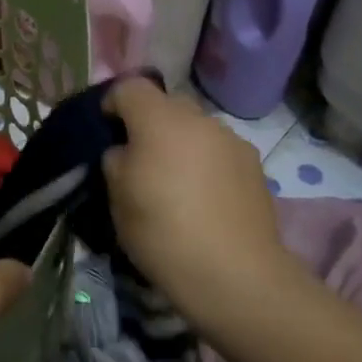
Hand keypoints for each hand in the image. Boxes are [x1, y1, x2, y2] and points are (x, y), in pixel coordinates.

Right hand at [103, 78, 298, 314]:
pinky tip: (203, 199)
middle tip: (139, 160)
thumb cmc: (162, 231)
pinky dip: (205, 164)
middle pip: (167, 105)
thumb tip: (126, 152)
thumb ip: (116, 161)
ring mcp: (232, 141)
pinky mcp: (255, 166)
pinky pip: (218, 152)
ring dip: (180, 143)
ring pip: (196, 129)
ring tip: (174, 183)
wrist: (233, 274)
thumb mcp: (116, 197)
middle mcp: (199, 119)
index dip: (113, 103)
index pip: (130, 87)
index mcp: (160, 120)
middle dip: (149, 124)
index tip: (106, 132)